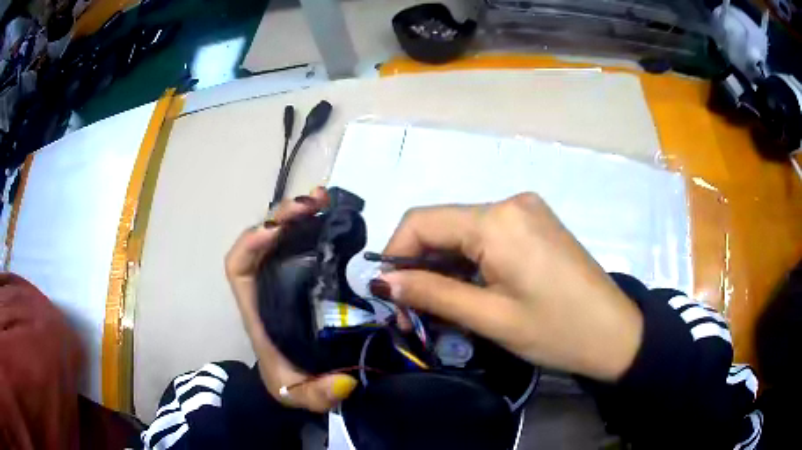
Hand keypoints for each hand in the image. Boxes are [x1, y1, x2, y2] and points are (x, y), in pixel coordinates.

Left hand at [225, 187, 356, 411]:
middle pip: (262, 240)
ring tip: (325, 200)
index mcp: (257, 309)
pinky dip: (316, 225)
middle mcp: (268, 287)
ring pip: (284, 236)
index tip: (278, 232)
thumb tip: (345, 383)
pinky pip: (306, 243)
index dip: (250, 243)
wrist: (299, 381)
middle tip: (313, 204)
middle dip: (282, 217)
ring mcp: (287, 279)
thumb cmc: (289, 383)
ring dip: (301, 214)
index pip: (238, 266)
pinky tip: (335, 215)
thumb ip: (317, 395)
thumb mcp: (298, 395)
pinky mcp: (308, 278)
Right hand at [369, 193, 643, 380]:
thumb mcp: (490, 317)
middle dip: (419, 267)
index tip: (388, 296)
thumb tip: (382, 283)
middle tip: (412, 313)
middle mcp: (509, 203)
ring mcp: (526, 211)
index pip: (421, 222)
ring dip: (444, 268)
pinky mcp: (535, 224)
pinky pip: (487, 237)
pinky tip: (470, 292)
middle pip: (442, 226)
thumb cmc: (557, 331)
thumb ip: (431, 293)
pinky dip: (469, 263)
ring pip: (463, 234)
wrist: (615, 333)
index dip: (395, 255)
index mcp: (497, 220)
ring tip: (440, 309)